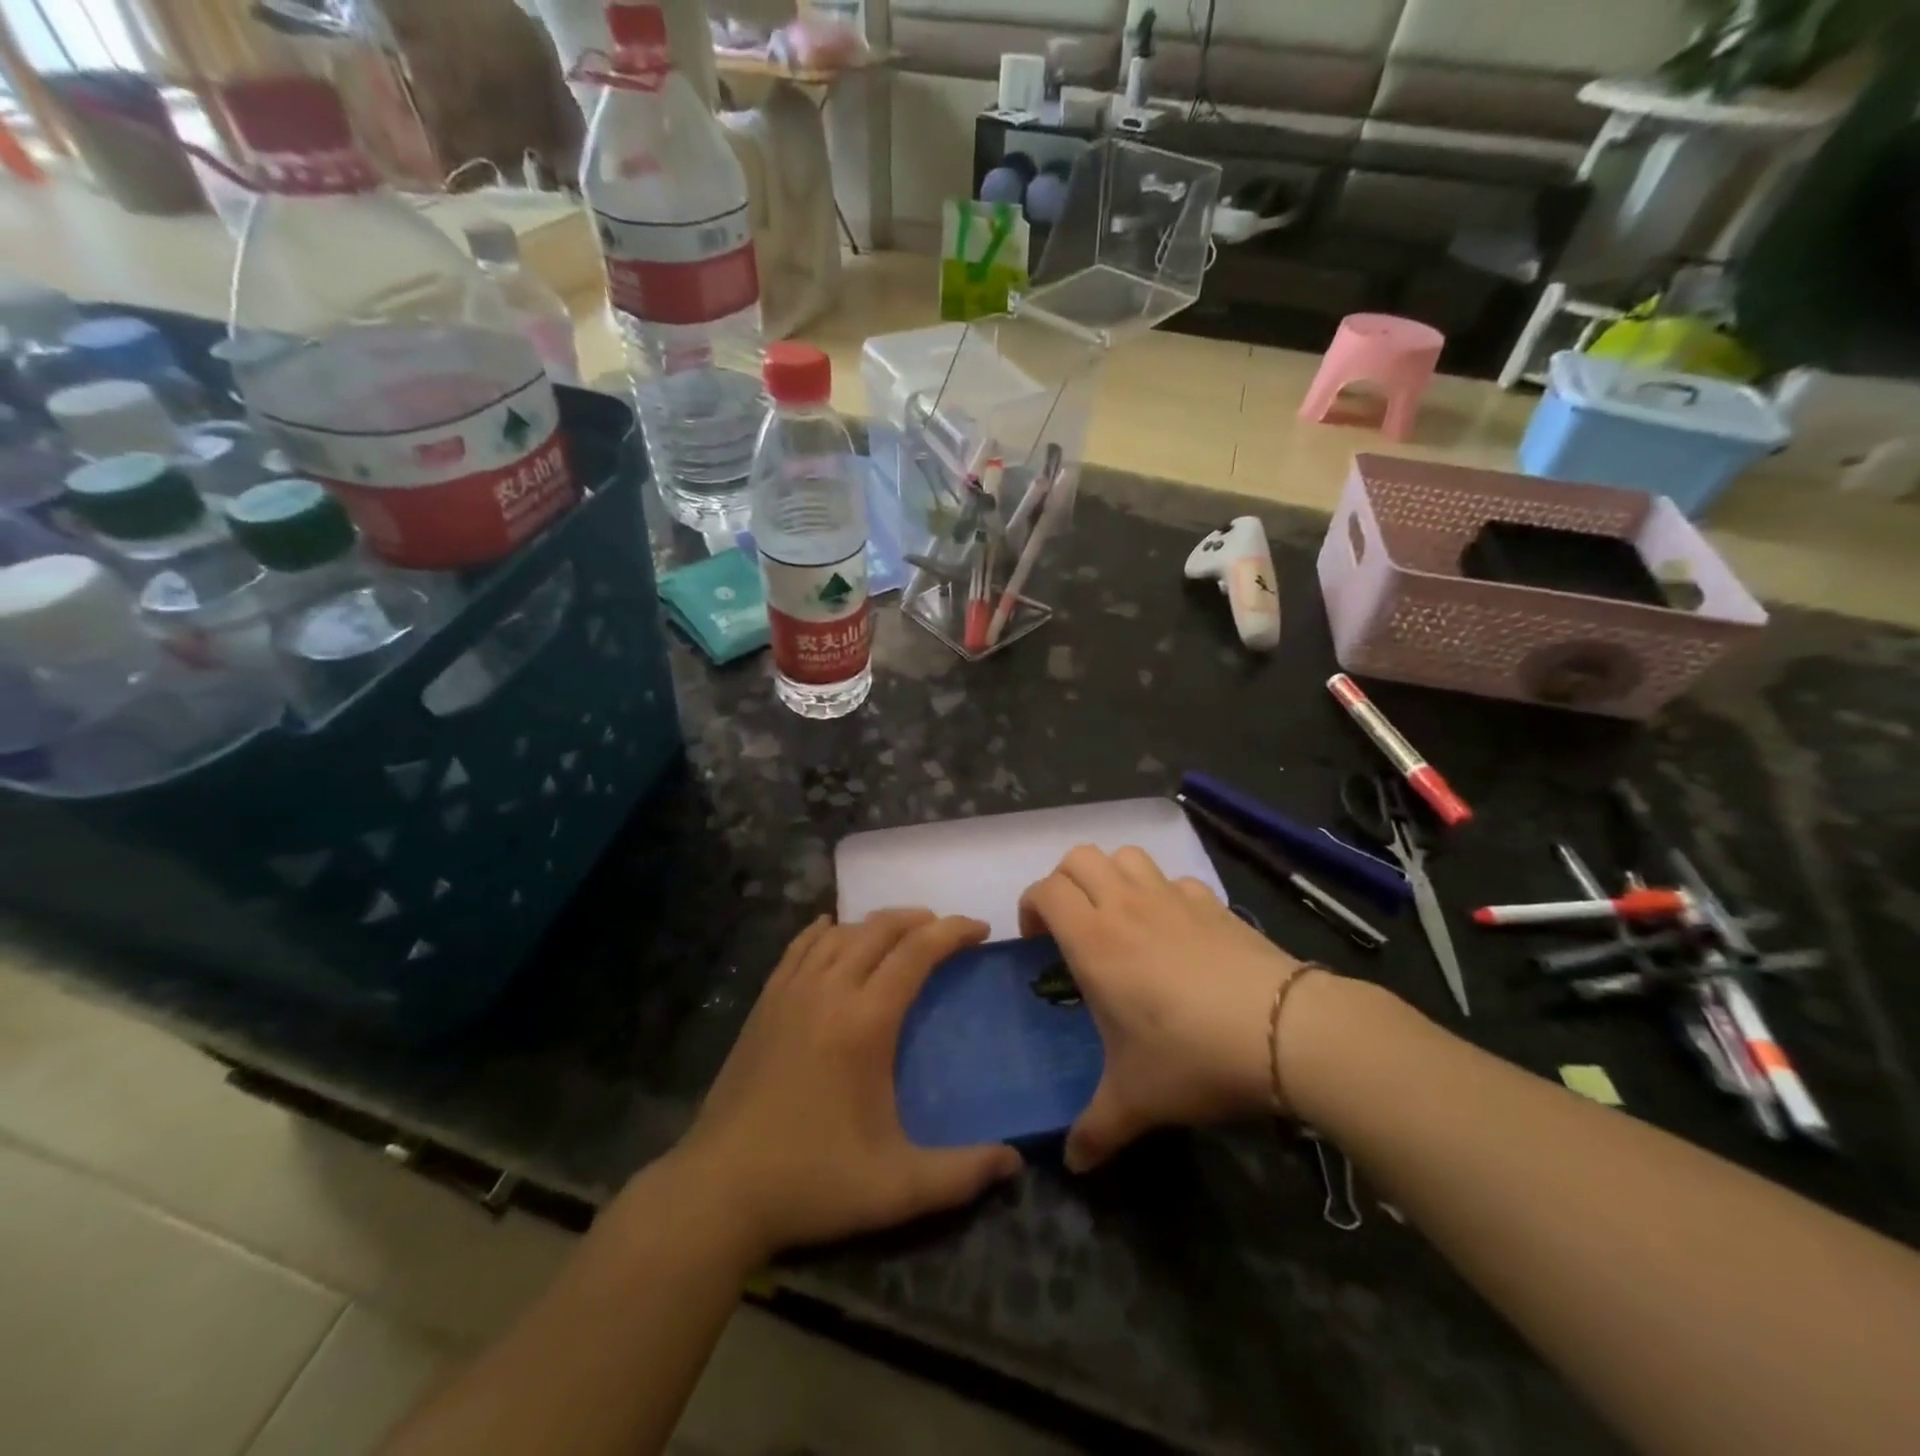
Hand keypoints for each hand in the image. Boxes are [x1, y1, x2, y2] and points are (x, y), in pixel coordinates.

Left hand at [674, 910, 1021, 1261]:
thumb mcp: (897, 1188)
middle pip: (880, 929)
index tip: (980, 929)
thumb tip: (1015, 1162)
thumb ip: (962, 1174)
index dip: (952, 932)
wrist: (718, 1191)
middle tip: (946, 931)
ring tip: (901, 934)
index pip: (917, 952)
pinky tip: (832, 930)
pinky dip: (824, 931)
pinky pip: (799, 948)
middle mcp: (828, 991)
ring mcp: (790, 993)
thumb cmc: (812, 1182)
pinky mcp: (764, 1004)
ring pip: (840, 932)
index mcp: (865, 1021)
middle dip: (919, 920)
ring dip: (877, 924)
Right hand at [1020, 845, 1306, 1171]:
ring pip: (1126, 856)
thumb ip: (1095, 1129)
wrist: (1284, 1030)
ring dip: (1111, 876)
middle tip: (1072, 925)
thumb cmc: (1192, 1056)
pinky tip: (1173, 929)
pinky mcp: (1212, 902)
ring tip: (1117, 917)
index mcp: (1094, 940)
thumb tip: (1073, 1163)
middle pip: (1079, 857)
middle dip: (1065, 882)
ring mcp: (1172, 898)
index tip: (1037, 943)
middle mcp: (1126, 906)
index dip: (1031, 907)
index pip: (1046, 891)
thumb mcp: (1136, 1101)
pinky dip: (1161, 892)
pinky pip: (1173, 879)